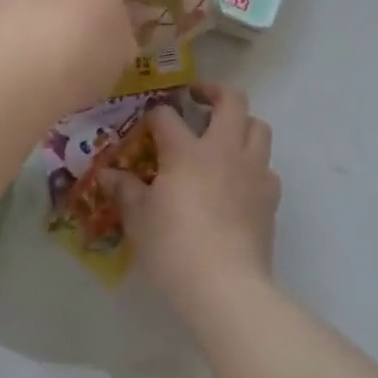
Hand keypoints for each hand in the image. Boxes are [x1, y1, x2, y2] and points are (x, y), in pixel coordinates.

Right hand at [103, 85, 280, 307]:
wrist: (225, 285)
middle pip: (232, 100)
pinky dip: (252, 163)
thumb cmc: (173, 247)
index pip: (166, 116)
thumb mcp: (138, 218)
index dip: (153, 115)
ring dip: (241, 123)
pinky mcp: (270, 197)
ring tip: (222, 137)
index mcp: (187, 151)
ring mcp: (253, 171)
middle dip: (214, 91)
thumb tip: (107, 175)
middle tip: (197, 98)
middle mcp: (224, 150)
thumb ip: (124, 190)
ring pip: (258, 127)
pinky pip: (266, 165)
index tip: (145, 124)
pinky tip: (236, 181)